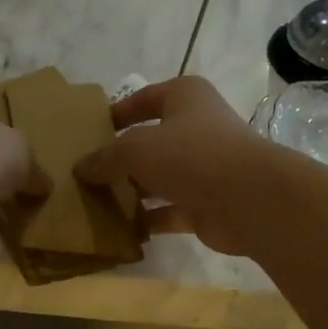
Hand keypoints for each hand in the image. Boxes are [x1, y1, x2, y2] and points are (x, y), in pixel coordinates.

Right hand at [75, 76, 280, 256]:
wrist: (247, 199)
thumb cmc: (191, 155)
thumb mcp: (136, 149)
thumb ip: (105, 157)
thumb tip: (80, 168)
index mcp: (184, 98)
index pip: (144, 99)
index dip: (117, 113)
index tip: (89, 131)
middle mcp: (196, 128)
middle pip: (150, 141)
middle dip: (120, 158)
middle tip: (86, 173)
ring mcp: (203, 169)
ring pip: (158, 179)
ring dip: (132, 192)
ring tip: (96, 203)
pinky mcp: (204, 204)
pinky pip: (168, 211)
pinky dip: (147, 219)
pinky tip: (120, 230)